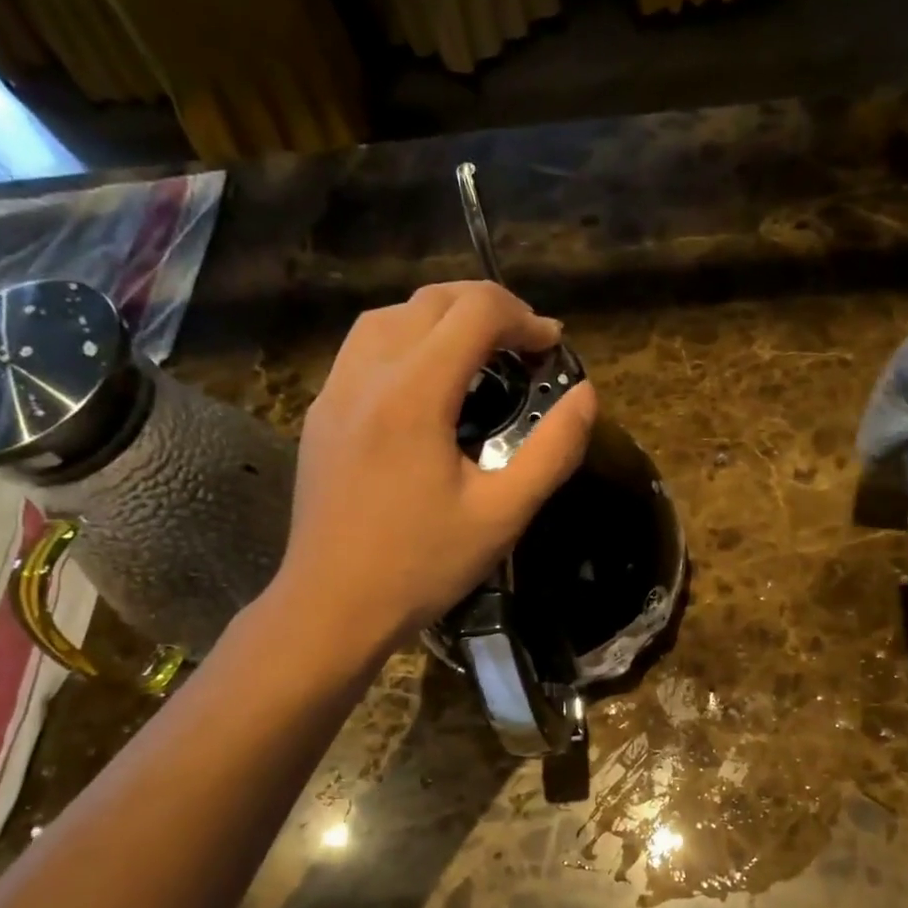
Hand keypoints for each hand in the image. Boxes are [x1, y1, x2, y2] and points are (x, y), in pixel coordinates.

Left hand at [266, 282, 597, 654]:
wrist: (331, 606)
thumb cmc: (421, 565)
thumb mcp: (503, 515)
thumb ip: (553, 451)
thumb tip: (586, 397)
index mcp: (414, 394)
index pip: (474, 312)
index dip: (523, 318)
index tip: (552, 347)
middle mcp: (367, 375)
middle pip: (430, 300)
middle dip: (486, 307)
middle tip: (524, 345)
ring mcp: (335, 392)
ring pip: (388, 316)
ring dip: (440, 316)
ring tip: (476, 351)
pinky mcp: (321, 414)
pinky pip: (363, 348)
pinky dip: (404, 340)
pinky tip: (425, 382)